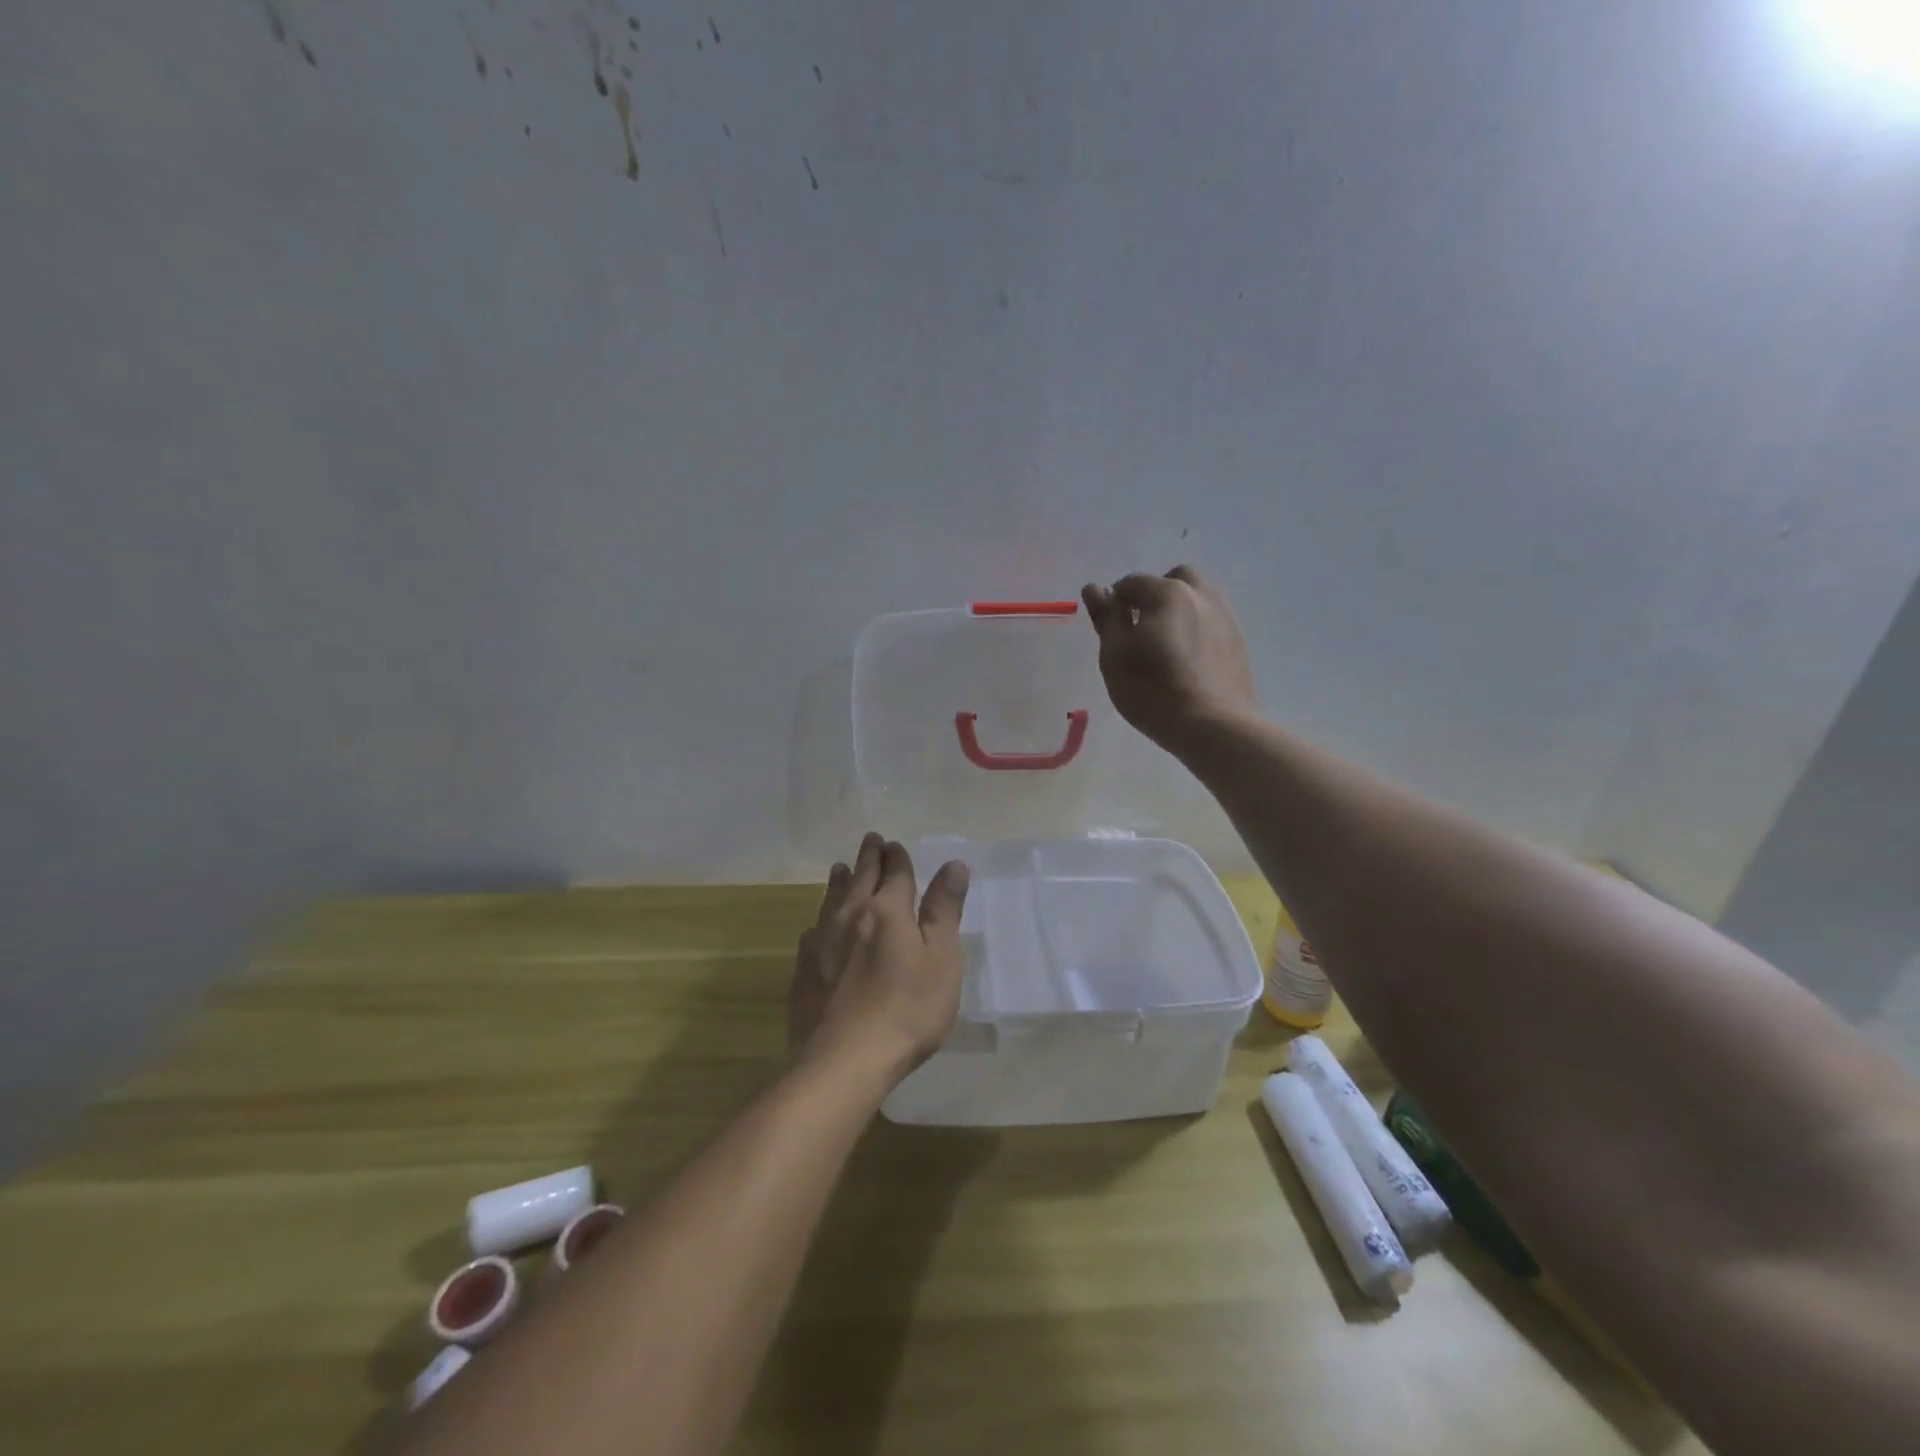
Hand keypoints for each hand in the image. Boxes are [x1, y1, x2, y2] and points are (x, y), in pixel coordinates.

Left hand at [788, 833, 971, 1086]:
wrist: (845, 1059)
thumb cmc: (908, 1008)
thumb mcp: (942, 958)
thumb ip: (945, 910)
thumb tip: (953, 865)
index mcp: (887, 909)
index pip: (894, 872)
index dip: (897, 857)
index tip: (894, 843)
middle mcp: (850, 915)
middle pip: (860, 877)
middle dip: (869, 857)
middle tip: (871, 840)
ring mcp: (822, 942)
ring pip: (831, 899)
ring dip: (840, 880)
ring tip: (840, 868)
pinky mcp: (805, 969)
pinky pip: (813, 930)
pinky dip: (821, 918)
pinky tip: (818, 925)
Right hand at [1081, 565, 1257, 750]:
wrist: (1213, 725)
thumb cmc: (1152, 690)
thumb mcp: (1115, 655)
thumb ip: (1106, 617)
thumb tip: (1093, 588)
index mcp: (1166, 592)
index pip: (1132, 583)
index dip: (1115, 602)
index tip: (1110, 629)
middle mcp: (1200, 595)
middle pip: (1174, 579)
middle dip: (1154, 595)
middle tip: (1141, 630)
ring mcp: (1225, 617)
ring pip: (1198, 598)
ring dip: (1179, 610)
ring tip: (1165, 646)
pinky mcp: (1239, 643)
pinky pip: (1212, 622)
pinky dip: (1197, 630)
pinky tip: (1188, 660)